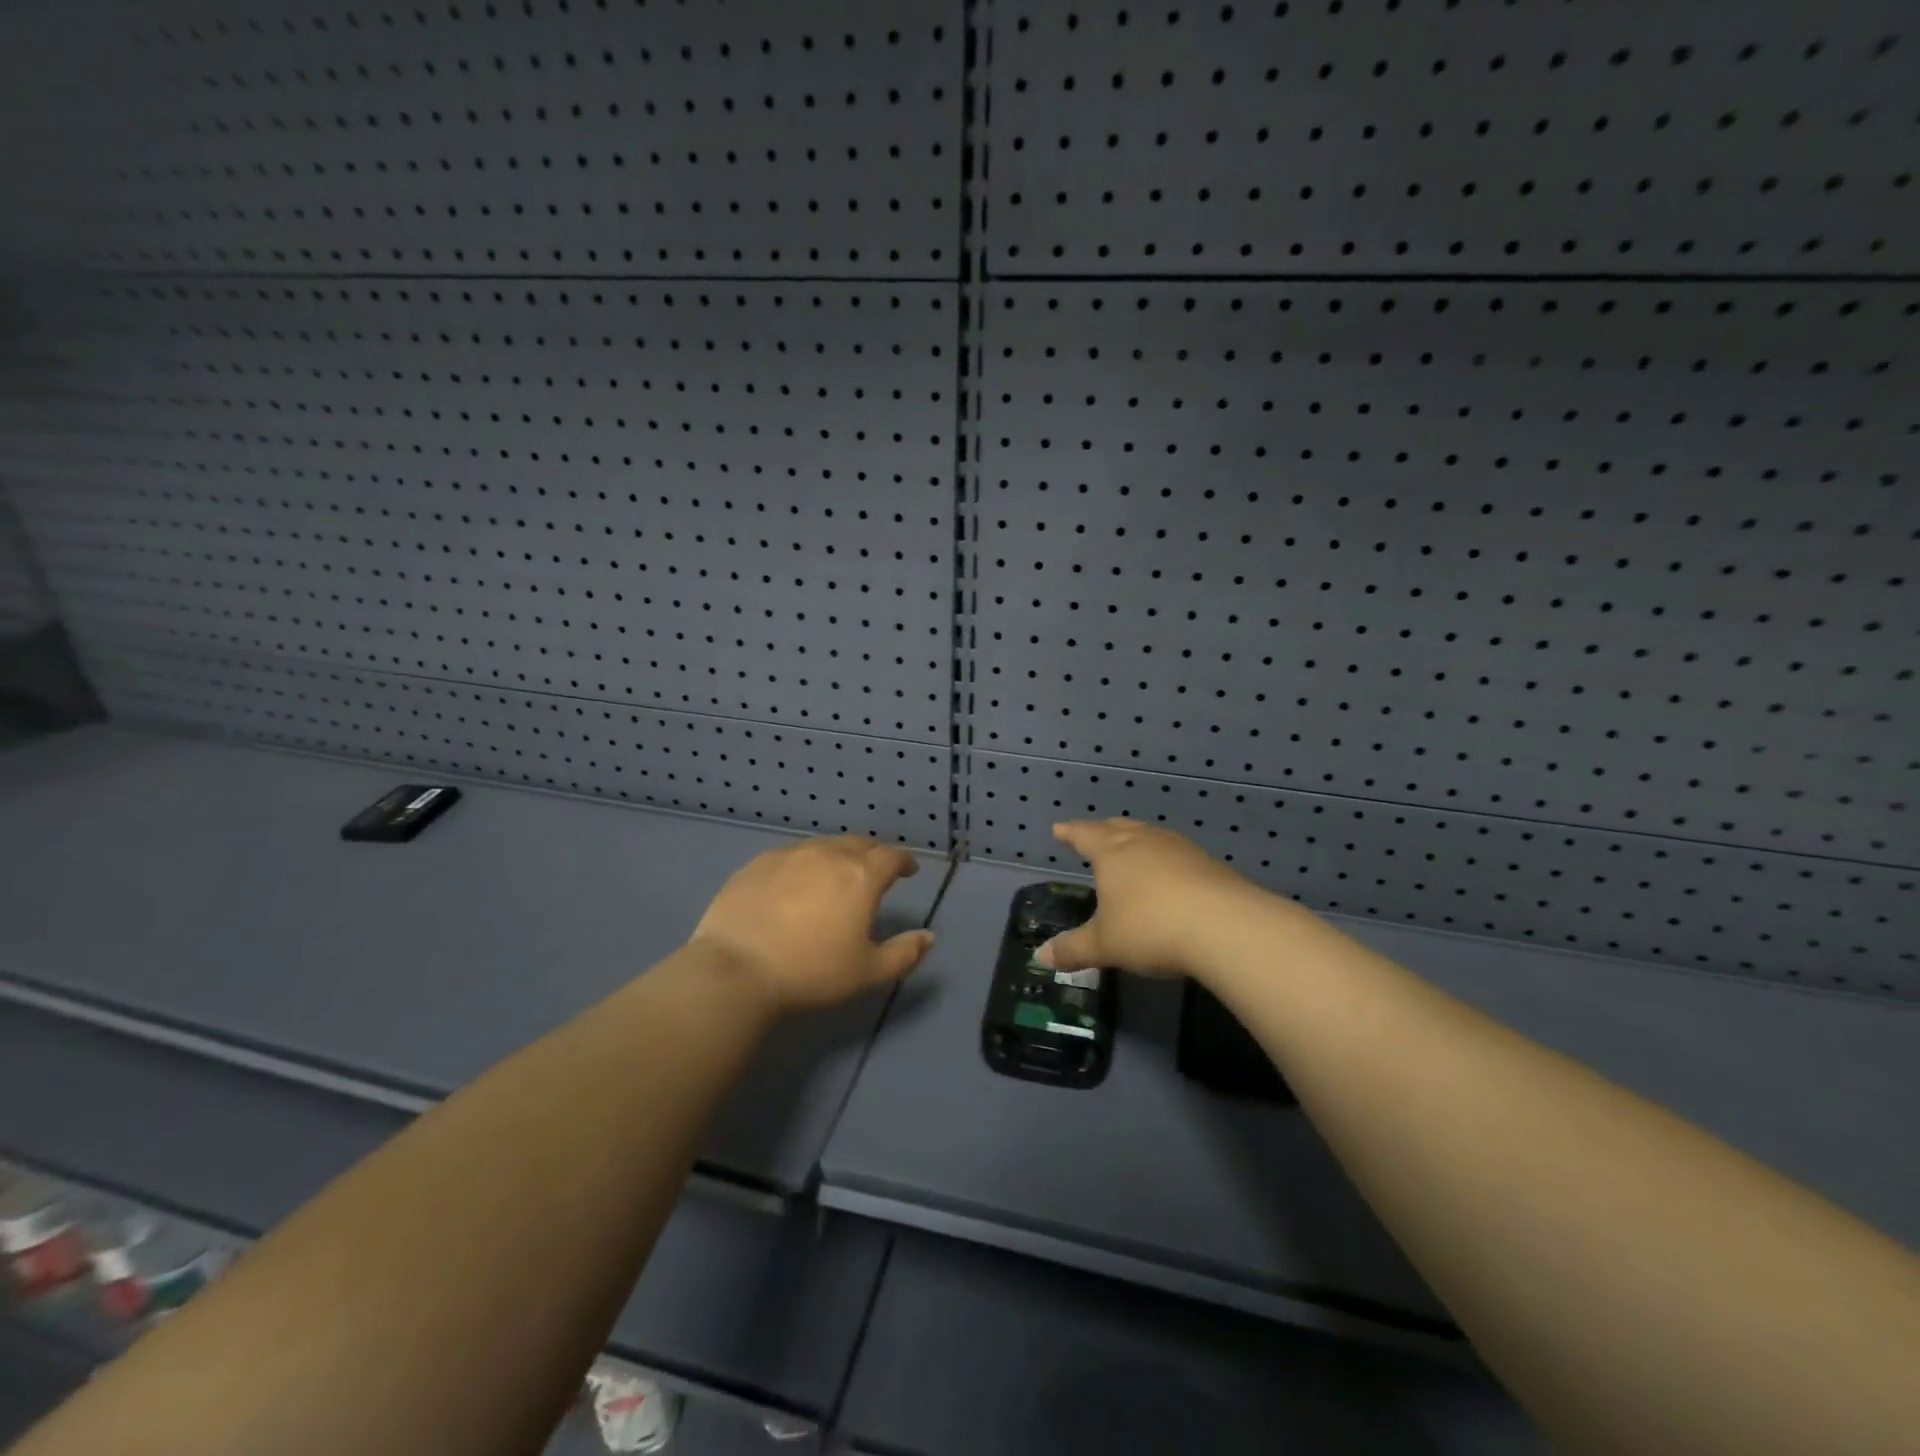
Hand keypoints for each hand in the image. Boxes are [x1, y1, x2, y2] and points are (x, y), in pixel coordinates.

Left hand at [689, 836, 934, 1014]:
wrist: (736, 970)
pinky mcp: (758, 863)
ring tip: (837, 874)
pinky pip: (791, 854)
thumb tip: (928, 936)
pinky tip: (797, 881)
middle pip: (858, 844)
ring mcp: (789, 855)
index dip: (904, 861)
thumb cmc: (811, 972)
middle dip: (873, 854)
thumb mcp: (867, 973)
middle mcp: (828, 855)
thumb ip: (904, 953)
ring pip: (823, 845)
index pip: (892, 857)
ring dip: (839, 854)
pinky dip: (805, 862)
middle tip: (876, 870)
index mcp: (860, 876)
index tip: (908, 871)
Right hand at [1036, 819, 1255, 978]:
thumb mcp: (1105, 945)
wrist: (1225, 926)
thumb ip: (1073, 949)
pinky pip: (1177, 853)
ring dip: (1136, 840)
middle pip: (1119, 828)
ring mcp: (1180, 850)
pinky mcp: (1209, 864)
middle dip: (1102, 831)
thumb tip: (1040, 956)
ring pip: (1150, 836)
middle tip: (1093, 834)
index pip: (1085, 835)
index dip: (1070, 832)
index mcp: (1112, 852)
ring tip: (1131, 848)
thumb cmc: (1150, 928)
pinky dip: (1164, 859)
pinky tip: (1169, 874)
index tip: (1059, 829)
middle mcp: (1144, 842)